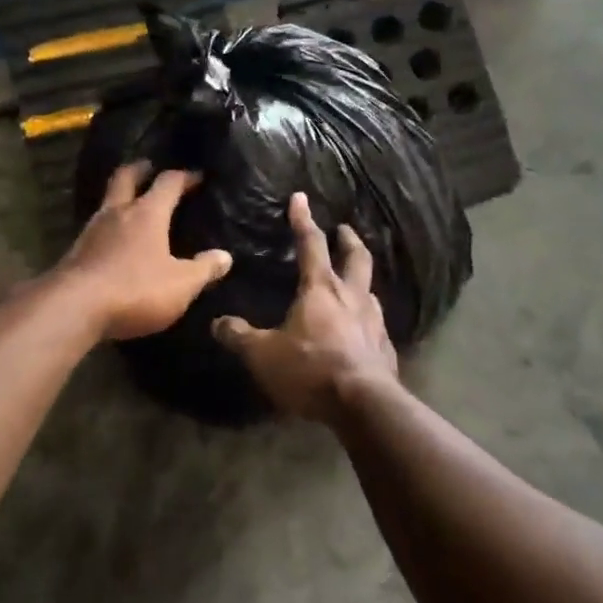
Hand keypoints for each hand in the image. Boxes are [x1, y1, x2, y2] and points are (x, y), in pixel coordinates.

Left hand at [58, 162, 233, 340]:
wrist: (73, 308)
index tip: (197, 176)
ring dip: (121, 198)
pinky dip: (109, 227)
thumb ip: (204, 269)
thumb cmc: (135, 290)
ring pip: (107, 202)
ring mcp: (92, 231)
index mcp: (147, 213)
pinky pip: (96, 229)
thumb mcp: (181, 285)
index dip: (184, 177)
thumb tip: (224, 256)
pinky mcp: (75, 252)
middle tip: (149, 167)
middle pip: (125, 178)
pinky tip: (114, 241)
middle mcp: (117, 213)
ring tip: (133, 205)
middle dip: (140, 169)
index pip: (168, 183)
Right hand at [212, 193, 398, 425]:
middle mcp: (352, 297)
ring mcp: (374, 321)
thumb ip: (240, 337)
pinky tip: (363, 328)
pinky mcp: (385, 347)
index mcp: (320, 289)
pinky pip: (377, 323)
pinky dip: (367, 316)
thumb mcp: (263, 355)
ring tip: (353, 280)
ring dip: (361, 278)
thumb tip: (217, 323)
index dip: (303, 220)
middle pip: (356, 258)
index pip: (311, 244)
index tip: (301, 198)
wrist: (363, 404)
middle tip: (344, 229)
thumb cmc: (310, 369)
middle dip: (349, 240)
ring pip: (370, 289)